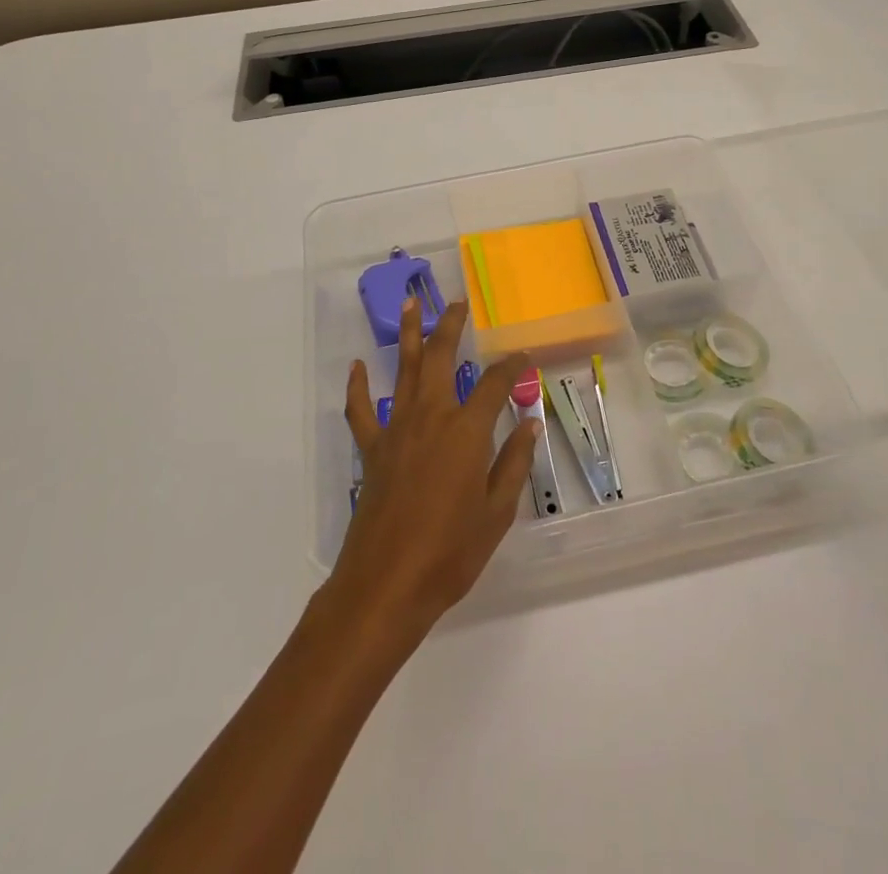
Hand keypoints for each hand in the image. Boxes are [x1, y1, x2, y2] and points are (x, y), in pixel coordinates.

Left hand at [329, 298, 537, 645]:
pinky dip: (358, 387)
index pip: (494, 384)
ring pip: (402, 370)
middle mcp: (431, 417)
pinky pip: (361, 410)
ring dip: (407, 335)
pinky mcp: (372, 449)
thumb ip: (514, 464)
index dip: (510, 367)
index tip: (522, 355)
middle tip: (457, 304)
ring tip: (410, 304)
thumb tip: (530, 425)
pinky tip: (357, 366)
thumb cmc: (450, 552)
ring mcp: (396, 430)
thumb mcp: (497, 513)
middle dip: (451, 327)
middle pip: (440, 358)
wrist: (386, 584)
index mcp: (467, 431)